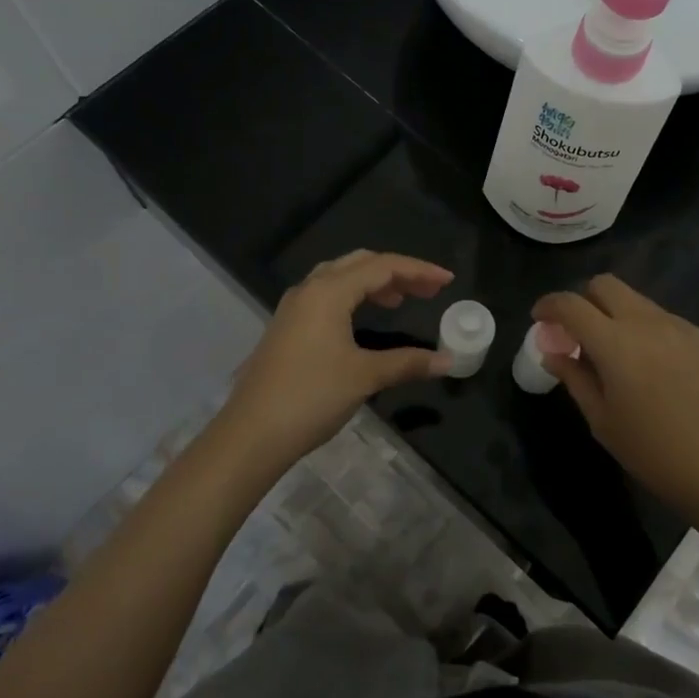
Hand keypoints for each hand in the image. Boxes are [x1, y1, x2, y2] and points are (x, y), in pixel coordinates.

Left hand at [213, 250, 453, 478]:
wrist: (251, 434)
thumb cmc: (311, 397)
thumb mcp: (365, 376)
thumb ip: (407, 363)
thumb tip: (447, 361)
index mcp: (329, 291)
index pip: (382, 266)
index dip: (418, 270)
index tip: (447, 281)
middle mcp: (309, 289)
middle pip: (359, 263)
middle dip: (396, 272)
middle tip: (427, 290)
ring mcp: (293, 308)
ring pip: (339, 277)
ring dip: (373, 283)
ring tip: (400, 300)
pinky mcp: (286, 327)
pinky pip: (326, 296)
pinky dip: (353, 297)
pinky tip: (363, 319)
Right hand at [533, 275, 698, 521]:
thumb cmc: (654, 452)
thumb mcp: (602, 420)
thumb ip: (575, 378)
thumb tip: (554, 352)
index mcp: (615, 343)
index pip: (571, 304)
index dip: (549, 305)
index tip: (540, 319)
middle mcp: (646, 322)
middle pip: (605, 285)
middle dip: (583, 300)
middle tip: (578, 333)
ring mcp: (679, 326)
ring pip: (636, 301)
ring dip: (615, 315)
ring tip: (618, 355)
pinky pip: (663, 319)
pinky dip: (645, 330)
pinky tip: (653, 368)